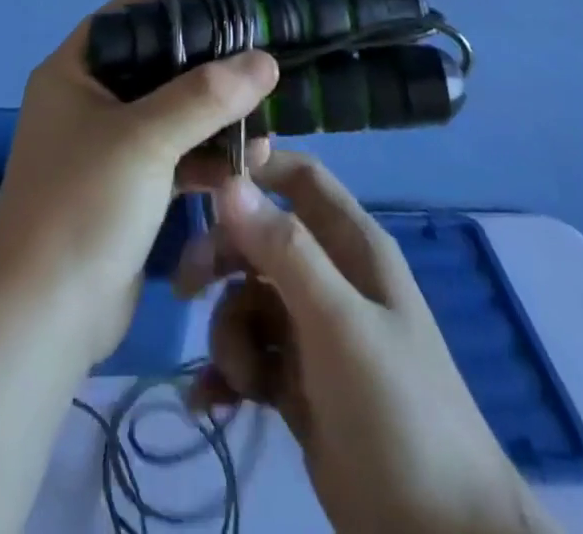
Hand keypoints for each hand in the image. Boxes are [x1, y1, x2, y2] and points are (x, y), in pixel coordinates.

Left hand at [0, 0, 277, 362]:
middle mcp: (88, 99)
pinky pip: (176, 153)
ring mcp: (108, 145)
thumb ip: (205, 95)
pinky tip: (248, 162)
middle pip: (157, 61)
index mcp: (74, 70)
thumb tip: (264, 59)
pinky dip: (209, 155)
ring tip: (264, 118)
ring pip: (172, 110)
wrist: (43, 320)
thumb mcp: (145, 139)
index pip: (131, 13)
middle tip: (258, 56)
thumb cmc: (82, 206)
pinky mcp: (128, 186)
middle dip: (208, 60)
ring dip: (216, 113)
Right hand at [176, 151, 561, 533]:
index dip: (254, 170)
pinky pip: (249, 355)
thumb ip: (285, 252)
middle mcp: (330, 277)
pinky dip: (227, 374)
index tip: (201, 185)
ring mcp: (313, 331)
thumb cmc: (397, 411)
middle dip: (221, 259)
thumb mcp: (339, 324)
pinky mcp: (298, 383)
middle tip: (185, 289)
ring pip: (247, 300)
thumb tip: (230, 183)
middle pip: (259, 239)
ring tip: (243, 381)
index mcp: (352, 246)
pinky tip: (210, 403)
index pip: (298, 177)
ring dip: (229, 335)